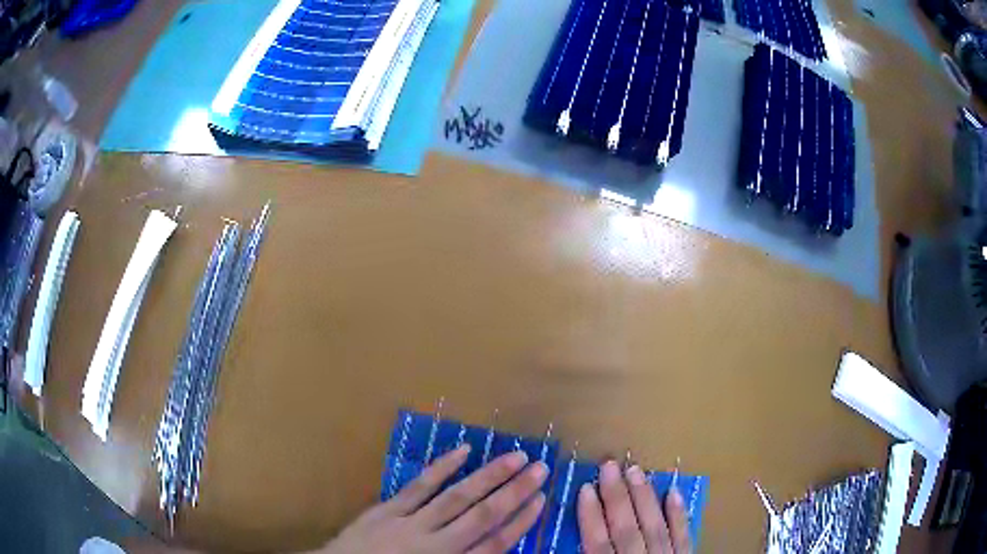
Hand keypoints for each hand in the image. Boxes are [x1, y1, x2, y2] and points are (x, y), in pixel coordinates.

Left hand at [320, 445, 547, 553]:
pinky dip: (442, 468)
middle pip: (483, 516)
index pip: (495, 544)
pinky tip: (462, 451)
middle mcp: (437, 545)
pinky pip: (419, 487)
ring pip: (456, 498)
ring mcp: (410, 524)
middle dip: (514, 492)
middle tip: (541, 468)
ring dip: (488, 476)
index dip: (522, 522)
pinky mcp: (387, 509)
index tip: (543, 500)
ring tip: (515, 456)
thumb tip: (494, 545)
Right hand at [578, 461, 691, 553]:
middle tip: (609, 465)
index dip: (590, 515)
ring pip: (654, 526)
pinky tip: (674, 492)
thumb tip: (567, 544)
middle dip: (616, 496)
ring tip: (635, 470)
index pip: (598, 542)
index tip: (585, 488)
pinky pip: (683, 535)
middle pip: (626, 528)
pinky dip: (678, 515)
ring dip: (644, 497)